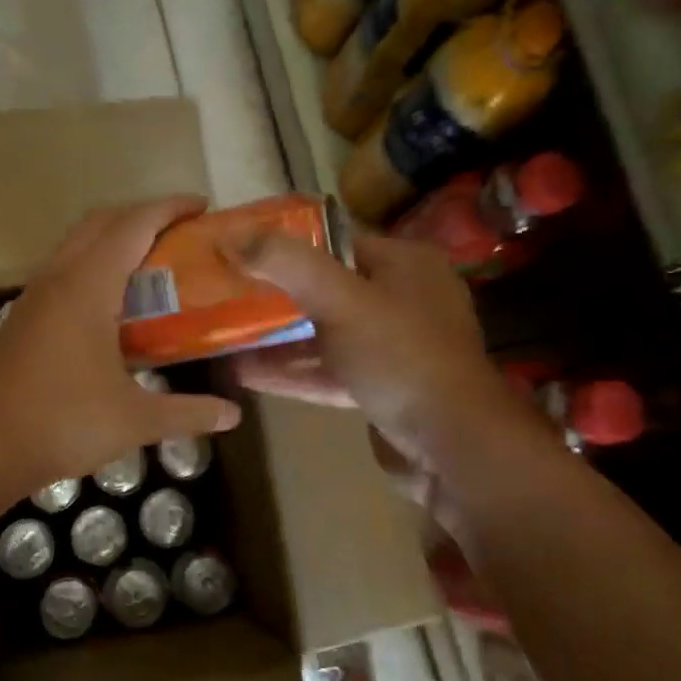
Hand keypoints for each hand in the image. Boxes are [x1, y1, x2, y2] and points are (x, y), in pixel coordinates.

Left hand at [0, 197, 242, 504]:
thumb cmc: (61, 424)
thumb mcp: (134, 420)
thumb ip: (188, 413)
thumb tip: (233, 415)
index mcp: (86, 287)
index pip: (132, 225)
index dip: (169, 208)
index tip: (202, 207)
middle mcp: (57, 278)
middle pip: (100, 222)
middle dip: (142, 216)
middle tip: (181, 234)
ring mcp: (34, 296)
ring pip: (76, 244)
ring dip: (114, 240)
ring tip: (152, 264)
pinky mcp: (22, 317)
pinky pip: (63, 270)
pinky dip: (93, 265)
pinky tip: (112, 305)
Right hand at [223, 231, 548, 529]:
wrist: (453, 444)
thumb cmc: (399, 356)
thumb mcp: (339, 300)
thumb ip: (286, 264)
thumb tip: (231, 235)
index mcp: (405, 263)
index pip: (336, 240)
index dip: (286, 243)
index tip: (241, 250)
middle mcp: (404, 298)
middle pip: (327, 288)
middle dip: (277, 294)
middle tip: (228, 293)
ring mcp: (395, 347)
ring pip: (326, 333)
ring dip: (279, 338)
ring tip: (227, 334)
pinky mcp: (384, 387)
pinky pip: (330, 370)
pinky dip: (294, 371)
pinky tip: (246, 373)